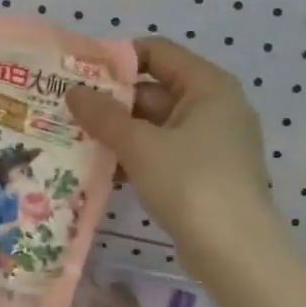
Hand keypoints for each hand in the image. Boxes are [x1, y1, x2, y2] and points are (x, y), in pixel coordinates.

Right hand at [68, 38, 294, 296]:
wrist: (237, 255)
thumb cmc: (191, 183)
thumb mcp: (140, 145)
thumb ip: (104, 115)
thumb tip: (73, 92)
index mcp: (208, 86)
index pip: (158, 52)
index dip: (118, 59)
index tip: (80, 73)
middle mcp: (214, 107)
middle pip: (154, 89)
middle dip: (112, 101)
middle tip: (68, 108)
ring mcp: (212, 143)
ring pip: (155, 125)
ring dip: (119, 132)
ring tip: (75, 138)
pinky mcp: (205, 175)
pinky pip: (163, 153)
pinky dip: (135, 157)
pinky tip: (101, 170)